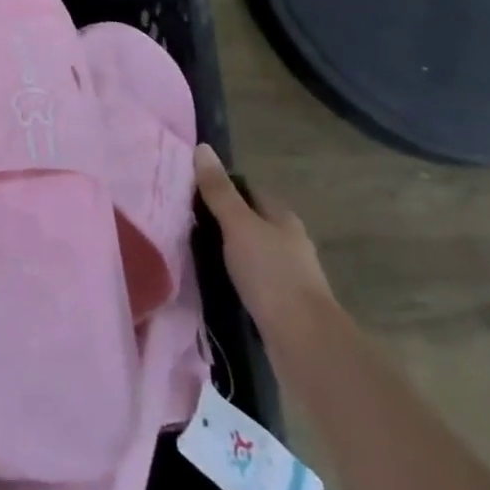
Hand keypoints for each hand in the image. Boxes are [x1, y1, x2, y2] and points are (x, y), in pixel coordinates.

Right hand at [193, 145, 337, 350]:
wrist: (304, 341)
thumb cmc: (272, 273)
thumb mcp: (238, 225)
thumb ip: (219, 190)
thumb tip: (203, 148)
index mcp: (283, 218)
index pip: (251, 191)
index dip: (224, 186)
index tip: (192, 189)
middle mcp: (289, 242)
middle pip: (251, 220)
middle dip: (223, 218)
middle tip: (185, 217)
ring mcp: (287, 275)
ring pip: (250, 250)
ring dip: (227, 248)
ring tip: (192, 247)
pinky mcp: (280, 303)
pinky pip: (250, 277)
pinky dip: (233, 274)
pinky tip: (213, 278)